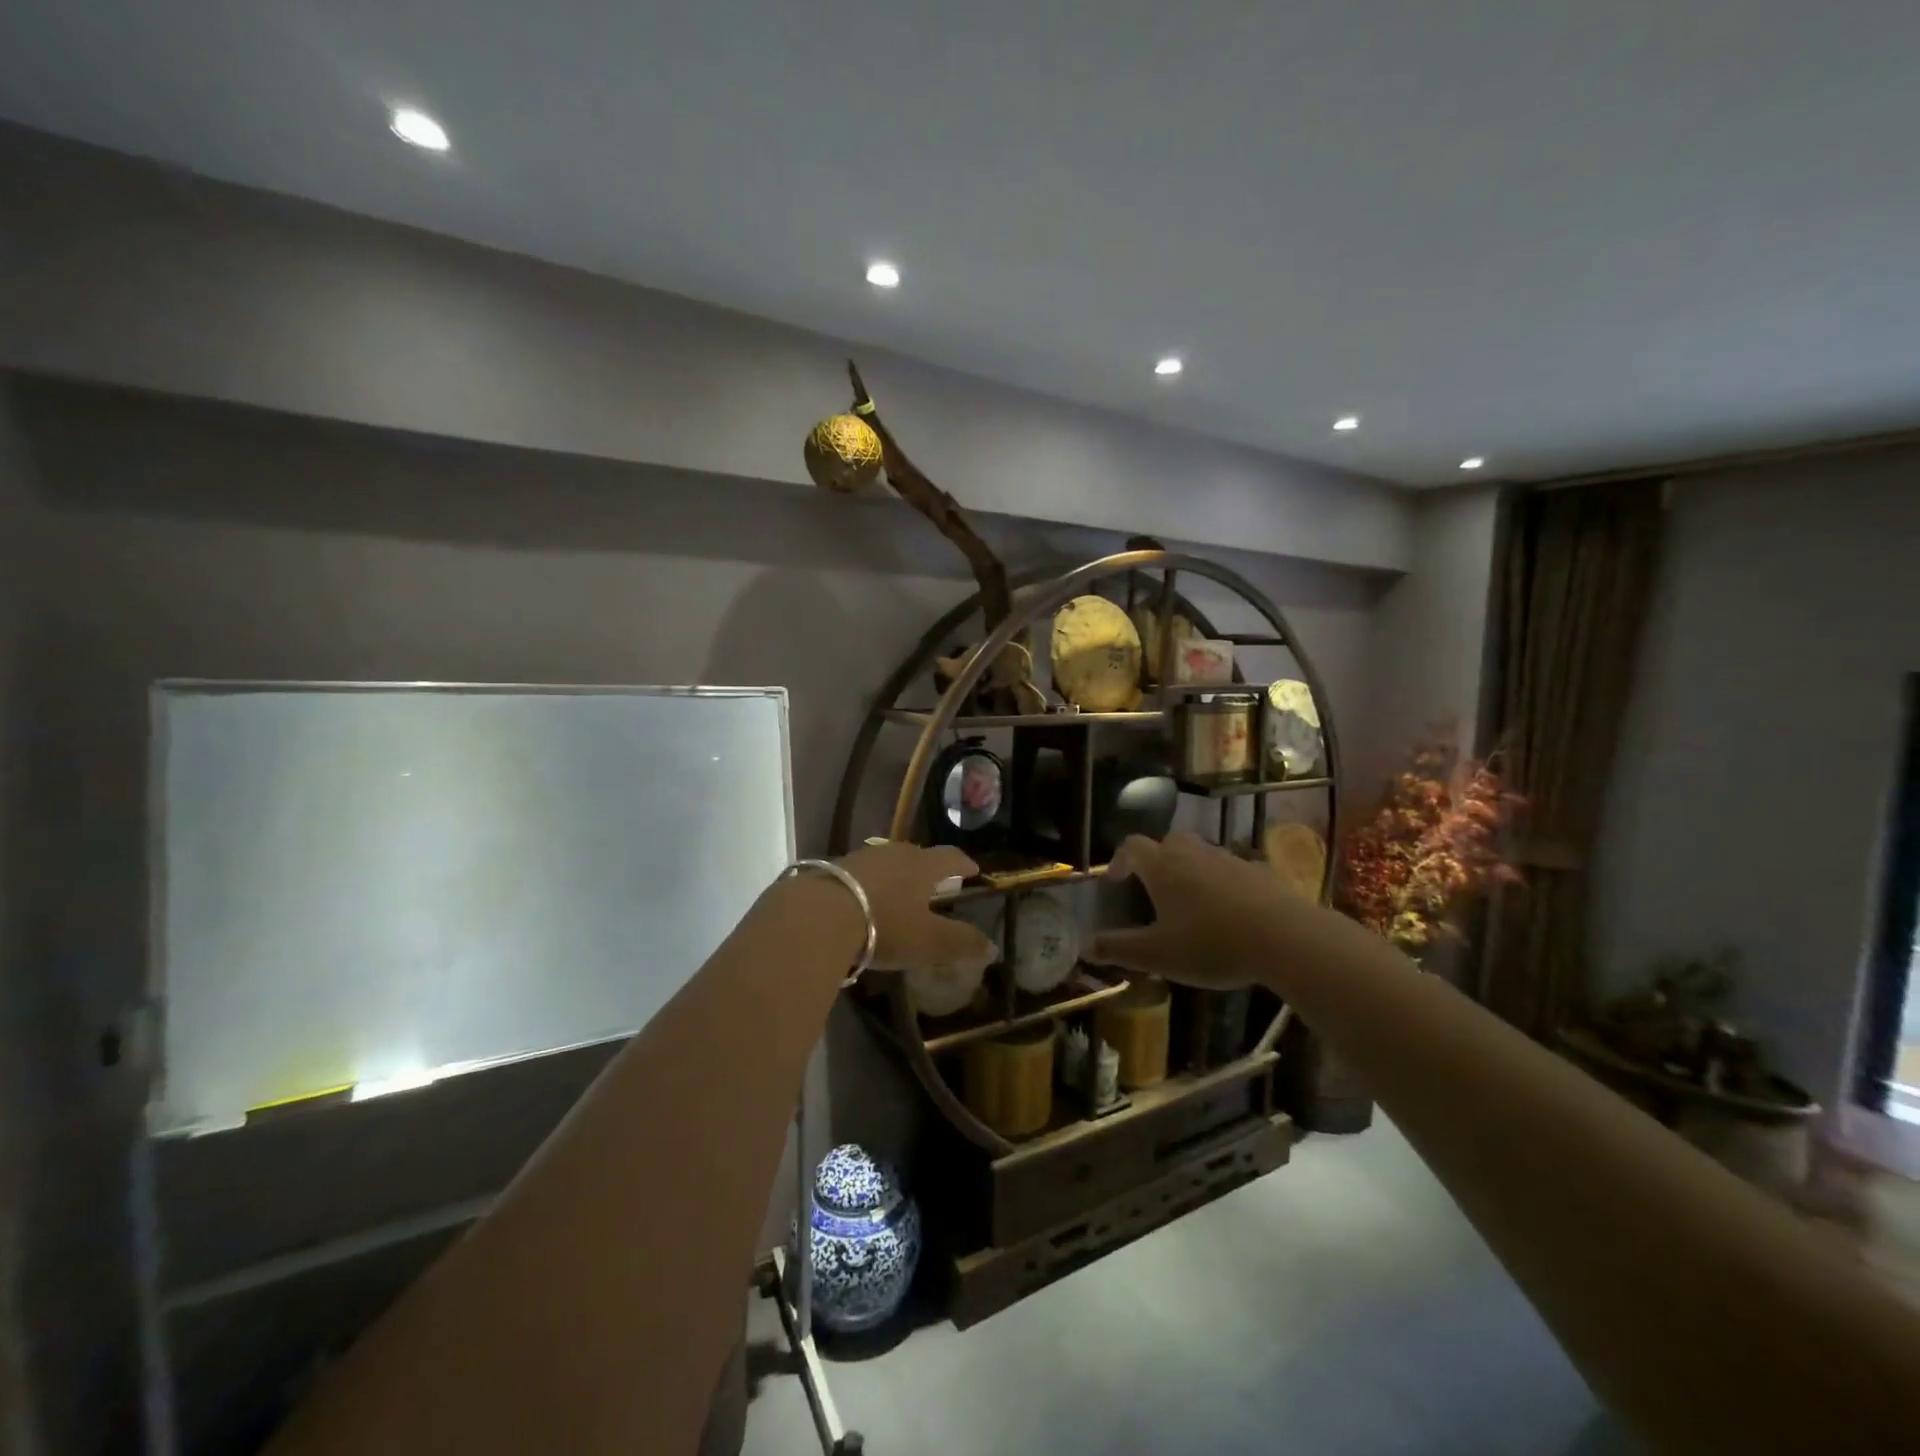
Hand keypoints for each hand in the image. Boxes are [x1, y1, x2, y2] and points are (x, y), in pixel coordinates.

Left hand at [837, 842, 996, 975]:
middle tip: (936, 881)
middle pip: (917, 855)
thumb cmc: (885, 925)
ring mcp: (860, 859)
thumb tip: (992, 948)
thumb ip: (961, 943)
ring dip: (896, 875)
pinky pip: (860, 874)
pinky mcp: (831, 870)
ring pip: (886, 863)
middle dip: (929, 868)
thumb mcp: (928, 941)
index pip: (950, 857)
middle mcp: (893, 854)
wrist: (818, 915)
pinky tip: (863, 902)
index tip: (973, 869)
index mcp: (922, 866)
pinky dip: (869, 885)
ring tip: (899, 892)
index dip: (963, 863)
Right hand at [1088, 833, 1302, 988]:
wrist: (1284, 938)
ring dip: (1191, 870)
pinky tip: (1231, 912)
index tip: (1116, 880)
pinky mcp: (1261, 872)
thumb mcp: (1156, 955)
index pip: (1132, 847)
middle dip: (1157, 860)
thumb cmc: (1210, 944)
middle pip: (1168, 842)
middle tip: (1154, 887)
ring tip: (1192, 903)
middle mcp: (1193, 853)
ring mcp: (1229, 859)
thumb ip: (1118, 948)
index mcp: (1162, 867)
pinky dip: (1224, 884)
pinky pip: (1233, 871)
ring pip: (1202, 854)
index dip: (1120, 860)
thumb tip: (1084, 946)